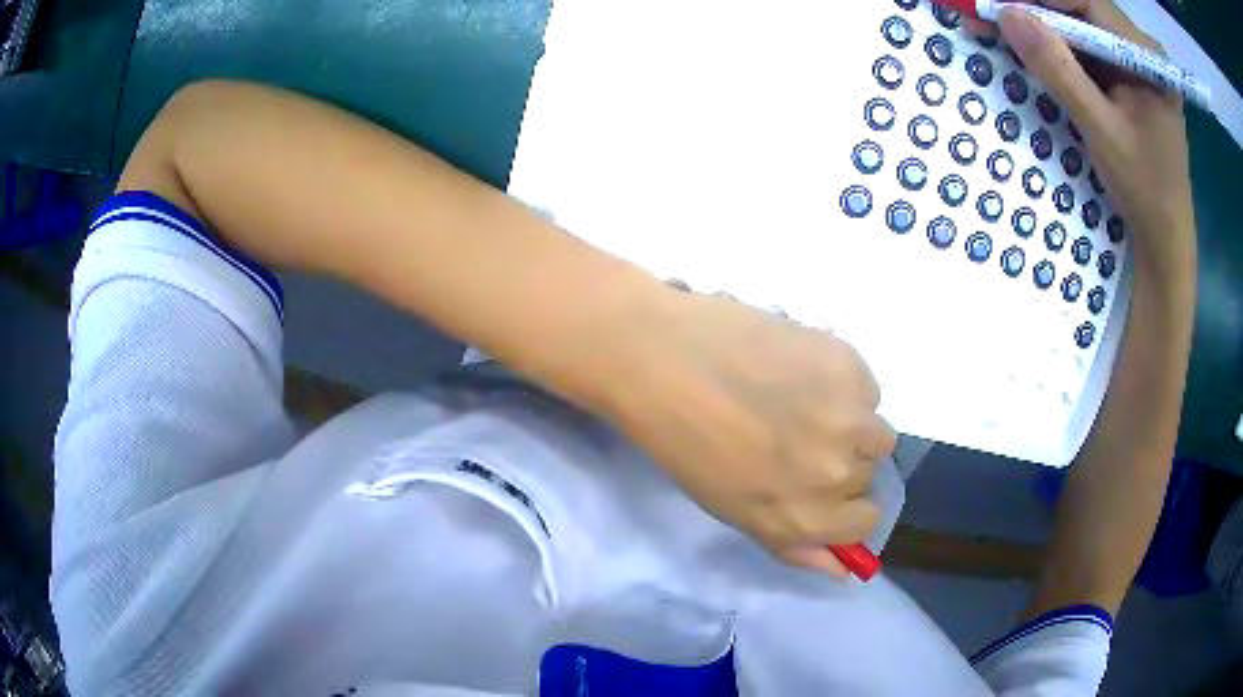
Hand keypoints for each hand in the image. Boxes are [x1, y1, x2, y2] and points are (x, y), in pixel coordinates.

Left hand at [606, 288, 894, 576]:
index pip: (865, 522)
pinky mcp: (849, 366)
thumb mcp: (735, 511)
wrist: (662, 360)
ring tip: (806, 404)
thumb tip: (844, 569)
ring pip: (876, 431)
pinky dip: (844, 383)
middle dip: (842, 462)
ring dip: (852, 424)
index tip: (824, 487)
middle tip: (799, 438)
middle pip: (868, 474)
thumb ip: (796, 545)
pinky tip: (800, 370)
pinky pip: (866, 386)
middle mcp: (838, 475)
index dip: (846, 507)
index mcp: (806, 519)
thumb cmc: (684, 443)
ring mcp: (849, 417)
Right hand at [971, 1, 1194, 271]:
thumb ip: (1059, 70)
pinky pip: (1087, 48)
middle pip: (1082, 9)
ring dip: (1043, 27)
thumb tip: (1006, 14)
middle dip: (1038, 10)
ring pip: (1081, 26)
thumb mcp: (1101, 130)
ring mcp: (1135, 61)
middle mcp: (1141, 49)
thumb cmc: (1144, 190)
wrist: (1165, 238)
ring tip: (1003, 28)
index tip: (1000, 4)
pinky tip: (1033, 50)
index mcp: (1146, 57)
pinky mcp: (1127, 75)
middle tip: (993, 13)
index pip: (1087, 2)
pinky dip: (1058, 47)